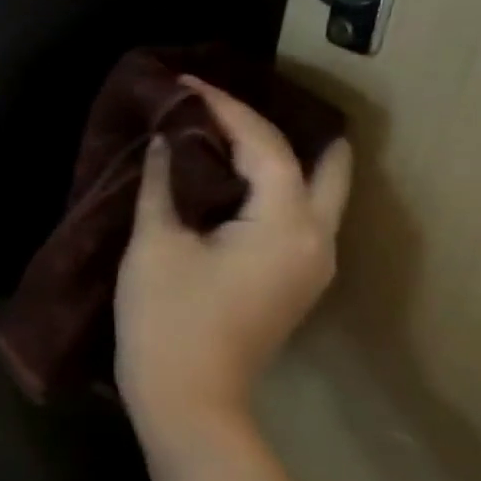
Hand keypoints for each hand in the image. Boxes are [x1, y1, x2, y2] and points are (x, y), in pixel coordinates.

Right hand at [114, 77, 351, 454]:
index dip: (224, 108)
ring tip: (228, 133)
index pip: (266, 145)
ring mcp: (312, 265)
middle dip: (281, 126)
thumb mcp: (155, 244)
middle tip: (231, 105)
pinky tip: (235, 181)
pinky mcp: (294, 282)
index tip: (187, 81)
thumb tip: (166, 139)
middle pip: (325, 164)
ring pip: (316, 191)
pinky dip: (275, 187)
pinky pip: (299, 215)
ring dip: (281, 157)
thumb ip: (162, 183)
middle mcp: (317, 239)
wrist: (187, 399)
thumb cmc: (167, 318)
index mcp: (286, 225)